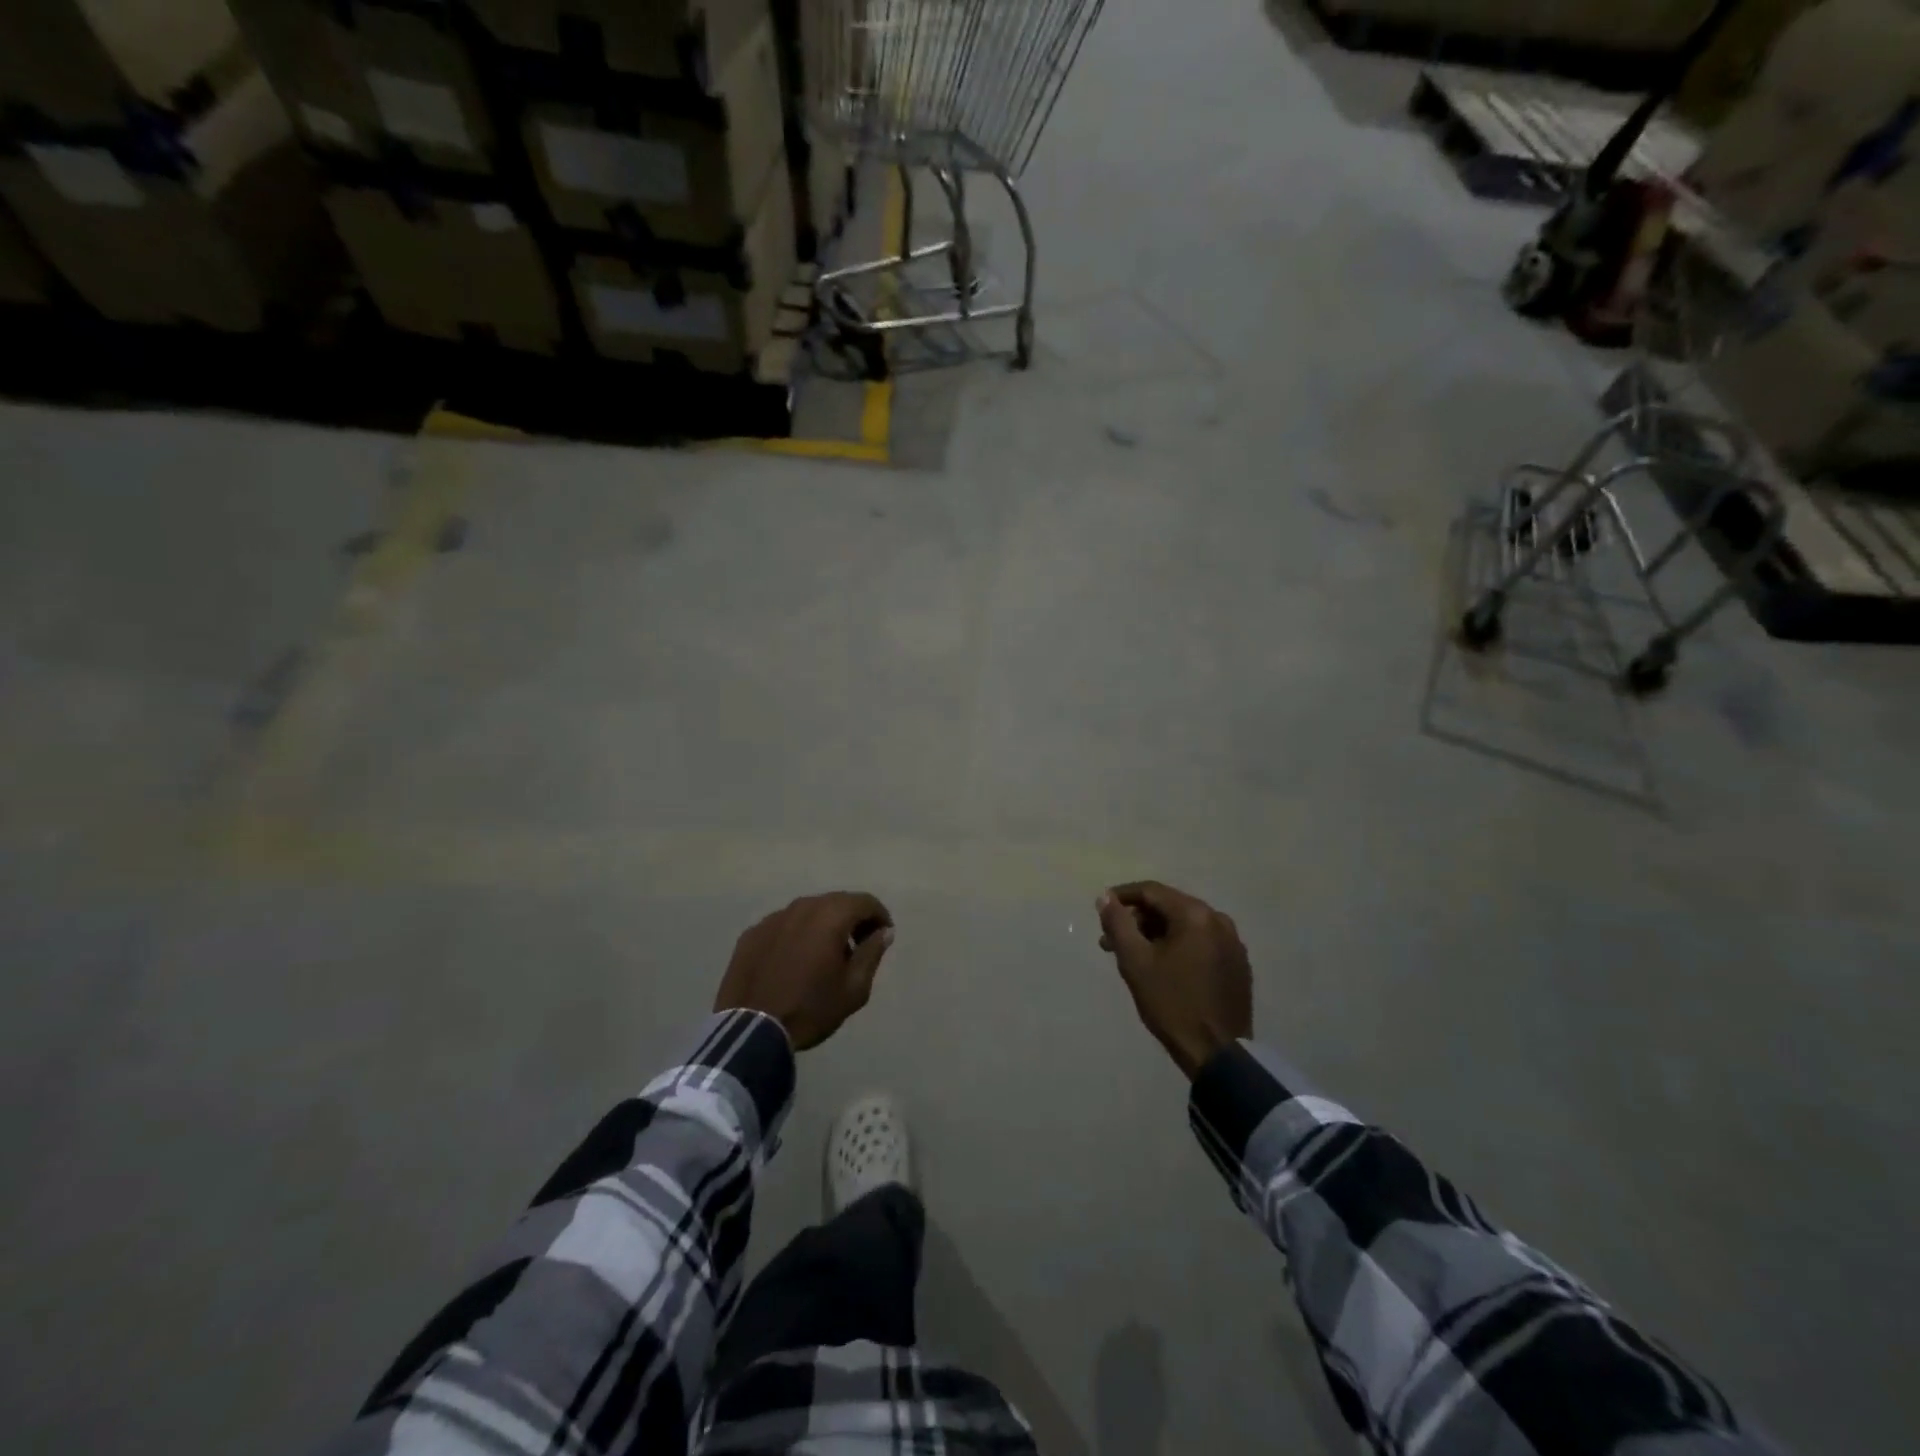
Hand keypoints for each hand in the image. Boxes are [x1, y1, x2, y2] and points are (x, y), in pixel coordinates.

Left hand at [715, 892, 894, 1050]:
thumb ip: (872, 953)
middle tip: (858, 945)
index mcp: (830, 916)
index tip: (883, 937)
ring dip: (823, 925)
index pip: (865, 902)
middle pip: (836, 902)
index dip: (879, 916)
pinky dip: (797, 935)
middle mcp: (802, 907)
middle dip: (852, 919)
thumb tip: (883, 932)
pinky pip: (784, 925)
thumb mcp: (854, 988)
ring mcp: (773, 918)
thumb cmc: (811, 1008)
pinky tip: (794, 961)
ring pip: (808, 912)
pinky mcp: (752, 933)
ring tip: (825, 955)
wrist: (751, 1030)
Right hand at [1096, 881, 1250, 1079]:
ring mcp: (1232, 942)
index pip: (1151, 891)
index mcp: (1195, 915)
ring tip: (1133, 956)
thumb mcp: (1135, 962)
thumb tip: (1105, 897)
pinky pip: (1201, 942)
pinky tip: (1163, 966)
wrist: (1218, 1053)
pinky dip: (1178, 946)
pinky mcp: (1238, 964)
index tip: (1101, 909)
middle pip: (1169, 907)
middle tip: (1111, 940)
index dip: (1122, 896)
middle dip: (1138, 920)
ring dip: (1156, 934)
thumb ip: (1118, 923)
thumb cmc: (1172, 1003)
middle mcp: (1218, 920)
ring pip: (1185, 925)